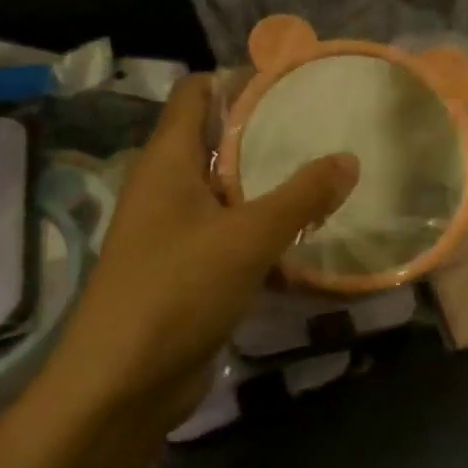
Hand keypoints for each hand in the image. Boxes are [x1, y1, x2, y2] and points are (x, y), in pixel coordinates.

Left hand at [44, 74, 357, 416]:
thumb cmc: (176, 292)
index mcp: (168, 162)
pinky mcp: (191, 270)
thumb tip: (348, 158)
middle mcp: (169, 187)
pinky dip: (269, 230)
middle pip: (220, 139)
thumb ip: (302, 195)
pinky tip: (312, 235)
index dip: (239, 78)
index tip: (294, 79)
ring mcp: (178, 231)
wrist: (119, 389)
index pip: (197, 94)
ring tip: (331, 172)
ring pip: (232, 190)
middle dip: (270, 130)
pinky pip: (236, 234)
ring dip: (274, 183)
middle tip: (327, 125)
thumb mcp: (248, 237)